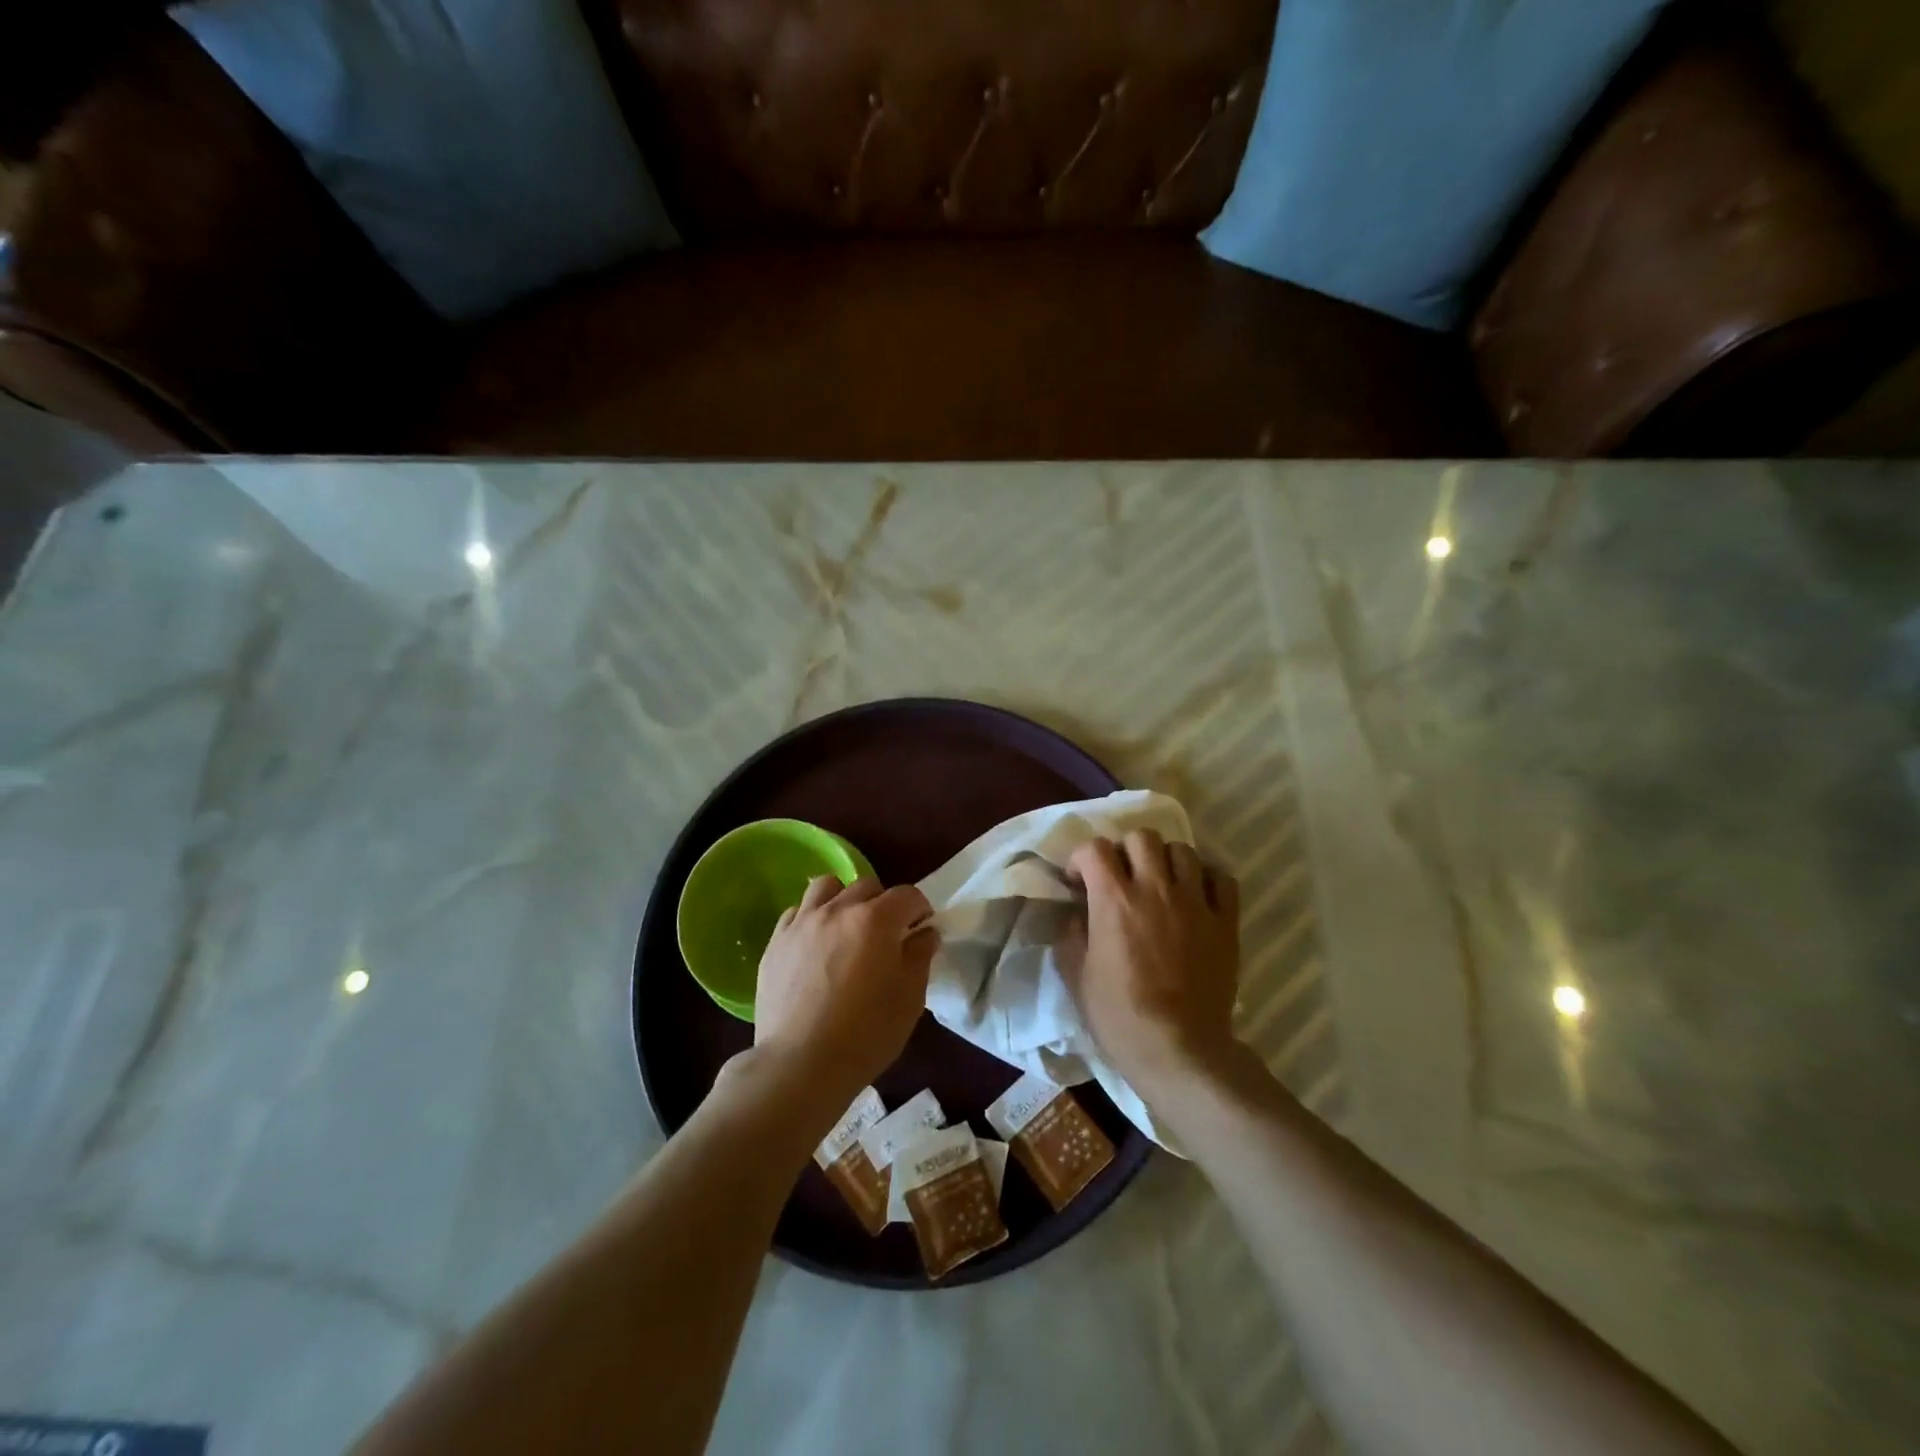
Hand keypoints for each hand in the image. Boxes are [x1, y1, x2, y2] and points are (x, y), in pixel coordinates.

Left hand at [753, 876, 936, 1106]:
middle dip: (883, 903)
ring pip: (826, 887)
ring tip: (846, 928)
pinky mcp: (776, 941)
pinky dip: (811, 918)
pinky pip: (796, 912)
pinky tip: (815, 945)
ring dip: (843, 899)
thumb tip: (925, 933)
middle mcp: (838, 909)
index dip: (920, 910)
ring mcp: (802, 922)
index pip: (907, 895)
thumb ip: (920, 956)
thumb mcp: (909, 998)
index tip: (921, 930)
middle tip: (886, 934)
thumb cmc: (866, 1034)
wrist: (800, 1064)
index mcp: (876, 920)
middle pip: (867, 885)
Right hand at [1064, 830, 1241, 1102]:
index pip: (1095, 848)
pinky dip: (1206, 878)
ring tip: (1159, 883)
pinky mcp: (1225, 922)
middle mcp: (1155, 888)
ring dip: (1165, 860)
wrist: (1178, 1050)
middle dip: (1125, 851)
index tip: (1079, 882)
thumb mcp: (1076, 976)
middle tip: (1121, 877)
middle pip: (1142, 837)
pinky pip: (1222, 878)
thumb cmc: (1119, 1016)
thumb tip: (1076, 913)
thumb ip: (1071, 934)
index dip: (1082, 859)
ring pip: (1183, 850)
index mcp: (1114, 899)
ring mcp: (1195, 903)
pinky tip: (1196, 894)